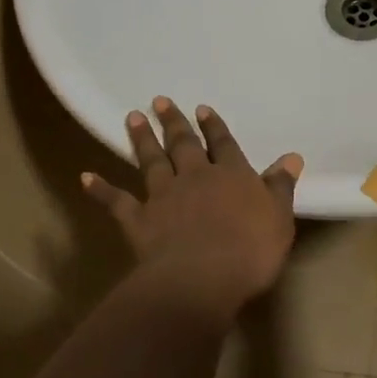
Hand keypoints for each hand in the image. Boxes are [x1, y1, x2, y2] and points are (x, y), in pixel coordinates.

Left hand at [83, 98, 302, 313]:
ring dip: (142, 140)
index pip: (223, 144)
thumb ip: (280, 186)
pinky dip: (101, 189)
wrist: (203, 276)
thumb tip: (291, 157)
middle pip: (183, 145)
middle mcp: (195, 177)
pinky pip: (117, 202)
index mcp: (231, 175)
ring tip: (133, 117)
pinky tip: (85, 177)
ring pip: (151, 162)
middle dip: (174, 122)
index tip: (203, 108)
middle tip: (160, 101)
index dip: (214, 127)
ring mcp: (163, 197)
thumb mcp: (279, 217)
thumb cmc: (251, 249)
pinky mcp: (139, 220)